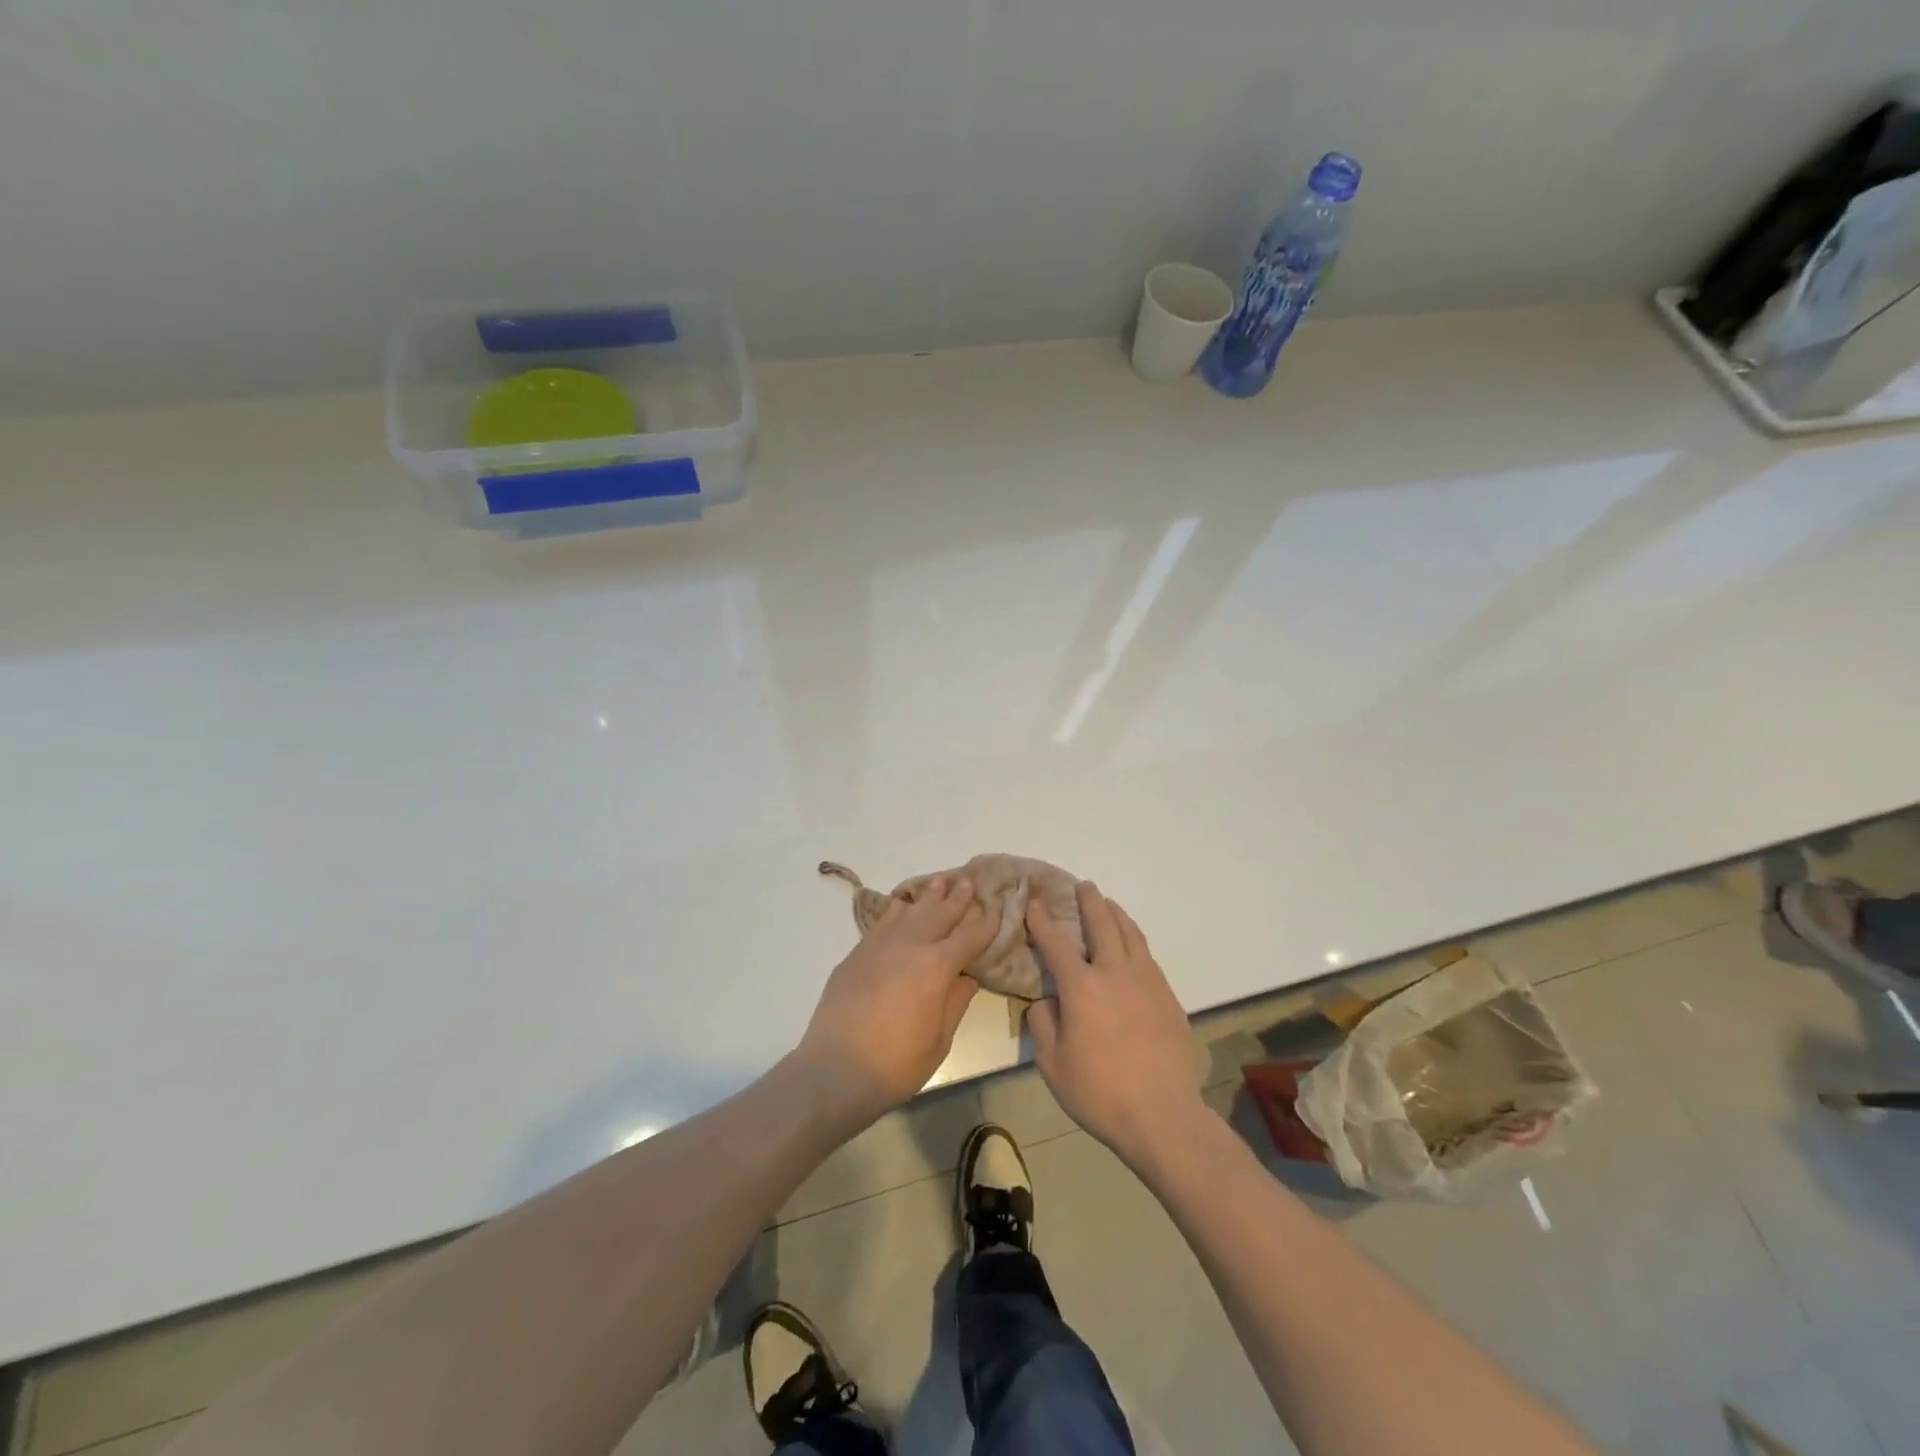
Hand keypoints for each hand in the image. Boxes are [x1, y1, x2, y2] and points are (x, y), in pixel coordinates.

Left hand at [792, 876, 996, 1131]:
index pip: (969, 938)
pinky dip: (897, 909)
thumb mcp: (939, 1041)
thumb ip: (955, 1003)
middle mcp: (910, 946)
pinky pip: (882, 921)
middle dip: (958, 898)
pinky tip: (902, 904)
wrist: (835, 1070)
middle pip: (940, 914)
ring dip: (928, 896)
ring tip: (940, 881)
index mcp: (937, 967)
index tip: (997, 909)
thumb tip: (967, 977)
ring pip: (909, 910)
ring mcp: (880, 945)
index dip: (986, 924)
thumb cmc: (896, 1064)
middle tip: (969, 881)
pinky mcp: (857, 953)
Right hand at [1026, 882, 1204, 1166]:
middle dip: (1089, 901)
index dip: (1042, 921)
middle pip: (1102, 924)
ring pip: (1131, 934)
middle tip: (1083, 886)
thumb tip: (1046, 1001)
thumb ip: (1043, 1025)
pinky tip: (1131, 945)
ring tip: (1108, 905)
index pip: (1056, 943)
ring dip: (1116, 914)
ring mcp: (1146, 982)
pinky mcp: (1168, 996)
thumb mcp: (1053, 1065)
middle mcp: (1114, 973)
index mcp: (1081, 987)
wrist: (1163, 1116)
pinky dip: (1135, 940)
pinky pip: (1147, 956)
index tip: (1033, 902)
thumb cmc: (1099, 1093)